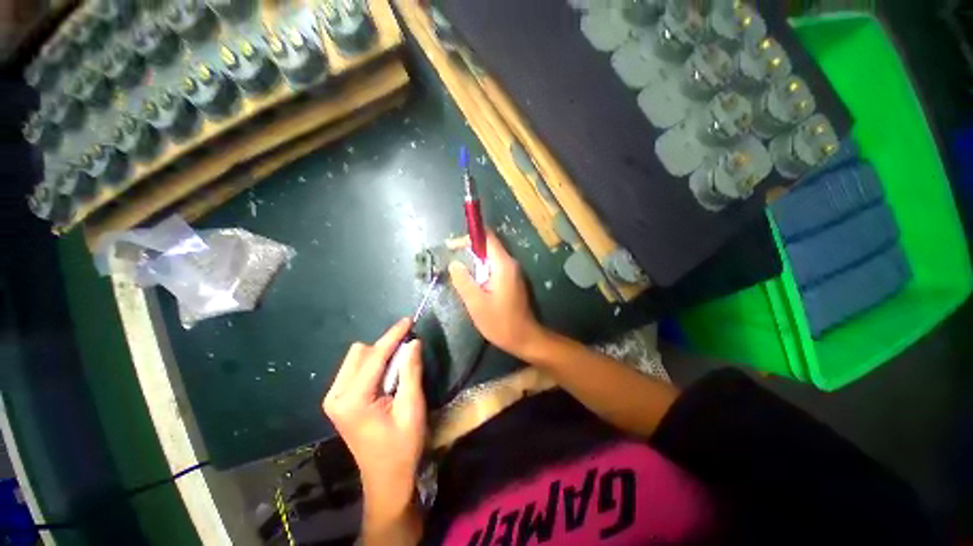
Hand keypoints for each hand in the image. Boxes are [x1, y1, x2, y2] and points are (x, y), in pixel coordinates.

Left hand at [322, 318, 425, 509]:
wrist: (386, 478)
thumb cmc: (402, 446)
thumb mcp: (412, 408)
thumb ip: (411, 372)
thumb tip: (413, 342)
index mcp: (352, 400)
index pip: (374, 356)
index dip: (393, 336)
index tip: (409, 320)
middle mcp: (336, 395)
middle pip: (361, 352)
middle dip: (386, 348)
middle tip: (408, 355)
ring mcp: (334, 398)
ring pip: (357, 358)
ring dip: (380, 356)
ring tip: (398, 370)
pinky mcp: (338, 400)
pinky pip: (356, 368)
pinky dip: (374, 365)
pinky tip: (387, 377)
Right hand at [450, 231, 543, 357]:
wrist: (525, 338)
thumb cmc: (500, 322)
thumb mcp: (476, 303)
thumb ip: (464, 281)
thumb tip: (454, 263)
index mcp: (503, 265)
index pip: (488, 238)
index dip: (469, 237)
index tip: (451, 246)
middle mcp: (510, 264)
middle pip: (489, 247)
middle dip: (469, 250)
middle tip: (453, 261)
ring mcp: (513, 273)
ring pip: (491, 259)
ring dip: (475, 262)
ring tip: (459, 273)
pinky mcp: (512, 282)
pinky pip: (495, 269)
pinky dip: (482, 271)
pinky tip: (473, 284)